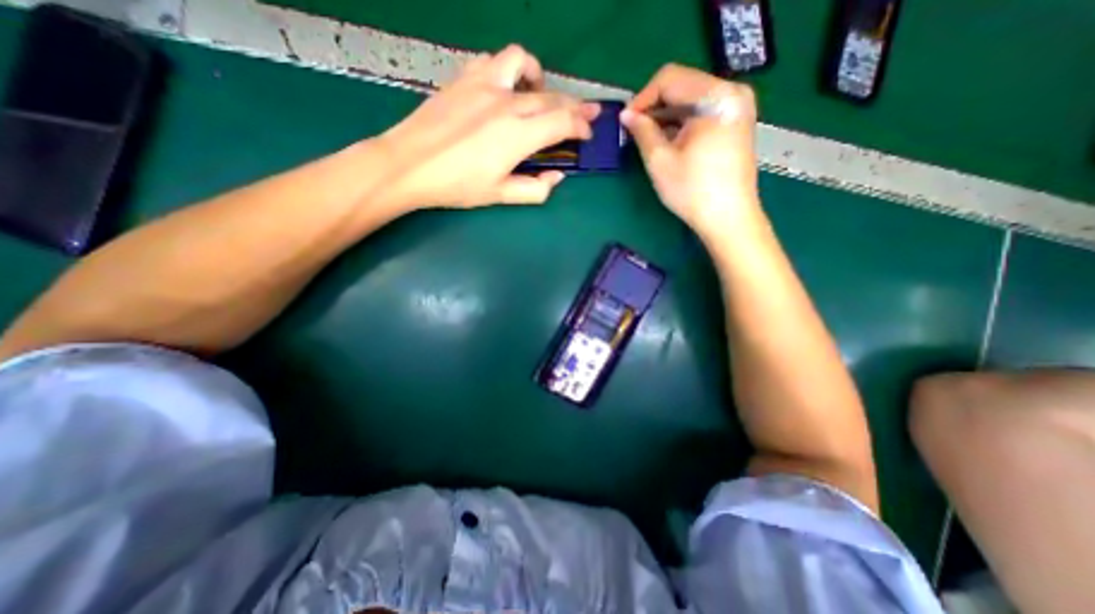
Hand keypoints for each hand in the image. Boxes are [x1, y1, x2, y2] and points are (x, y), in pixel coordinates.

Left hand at [376, 44, 598, 207]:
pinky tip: (506, 88)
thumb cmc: (457, 185)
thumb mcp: (500, 195)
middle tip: (586, 114)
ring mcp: (484, 85)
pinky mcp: (464, 78)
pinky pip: (494, 61)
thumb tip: (557, 176)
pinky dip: (509, 70)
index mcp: (518, 135)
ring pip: (524, 64)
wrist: (409, 164)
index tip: (588, 134)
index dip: (581, 127)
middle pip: (551, 97)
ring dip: (540, 78)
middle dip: (574, 106)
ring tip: (541, 94)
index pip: (563, 122)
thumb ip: (535, 189)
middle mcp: (506, 103)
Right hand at [624, 64, 764, 239]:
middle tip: (634, 131)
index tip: (625, 121)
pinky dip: (682, 122)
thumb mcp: (660, 160)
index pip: (670, 78)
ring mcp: (738, 107)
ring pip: (691, 99)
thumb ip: (642, 131)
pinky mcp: (736, 122)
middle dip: (654, 106)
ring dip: (666, 115)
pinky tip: (668, 141)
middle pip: (683, 85)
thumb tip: (626, 115)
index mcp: (716, 96)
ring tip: (647, 138)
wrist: (728, 218)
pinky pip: (703, 111)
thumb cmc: (692, 191)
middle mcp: (733, 92)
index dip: (642, 98)